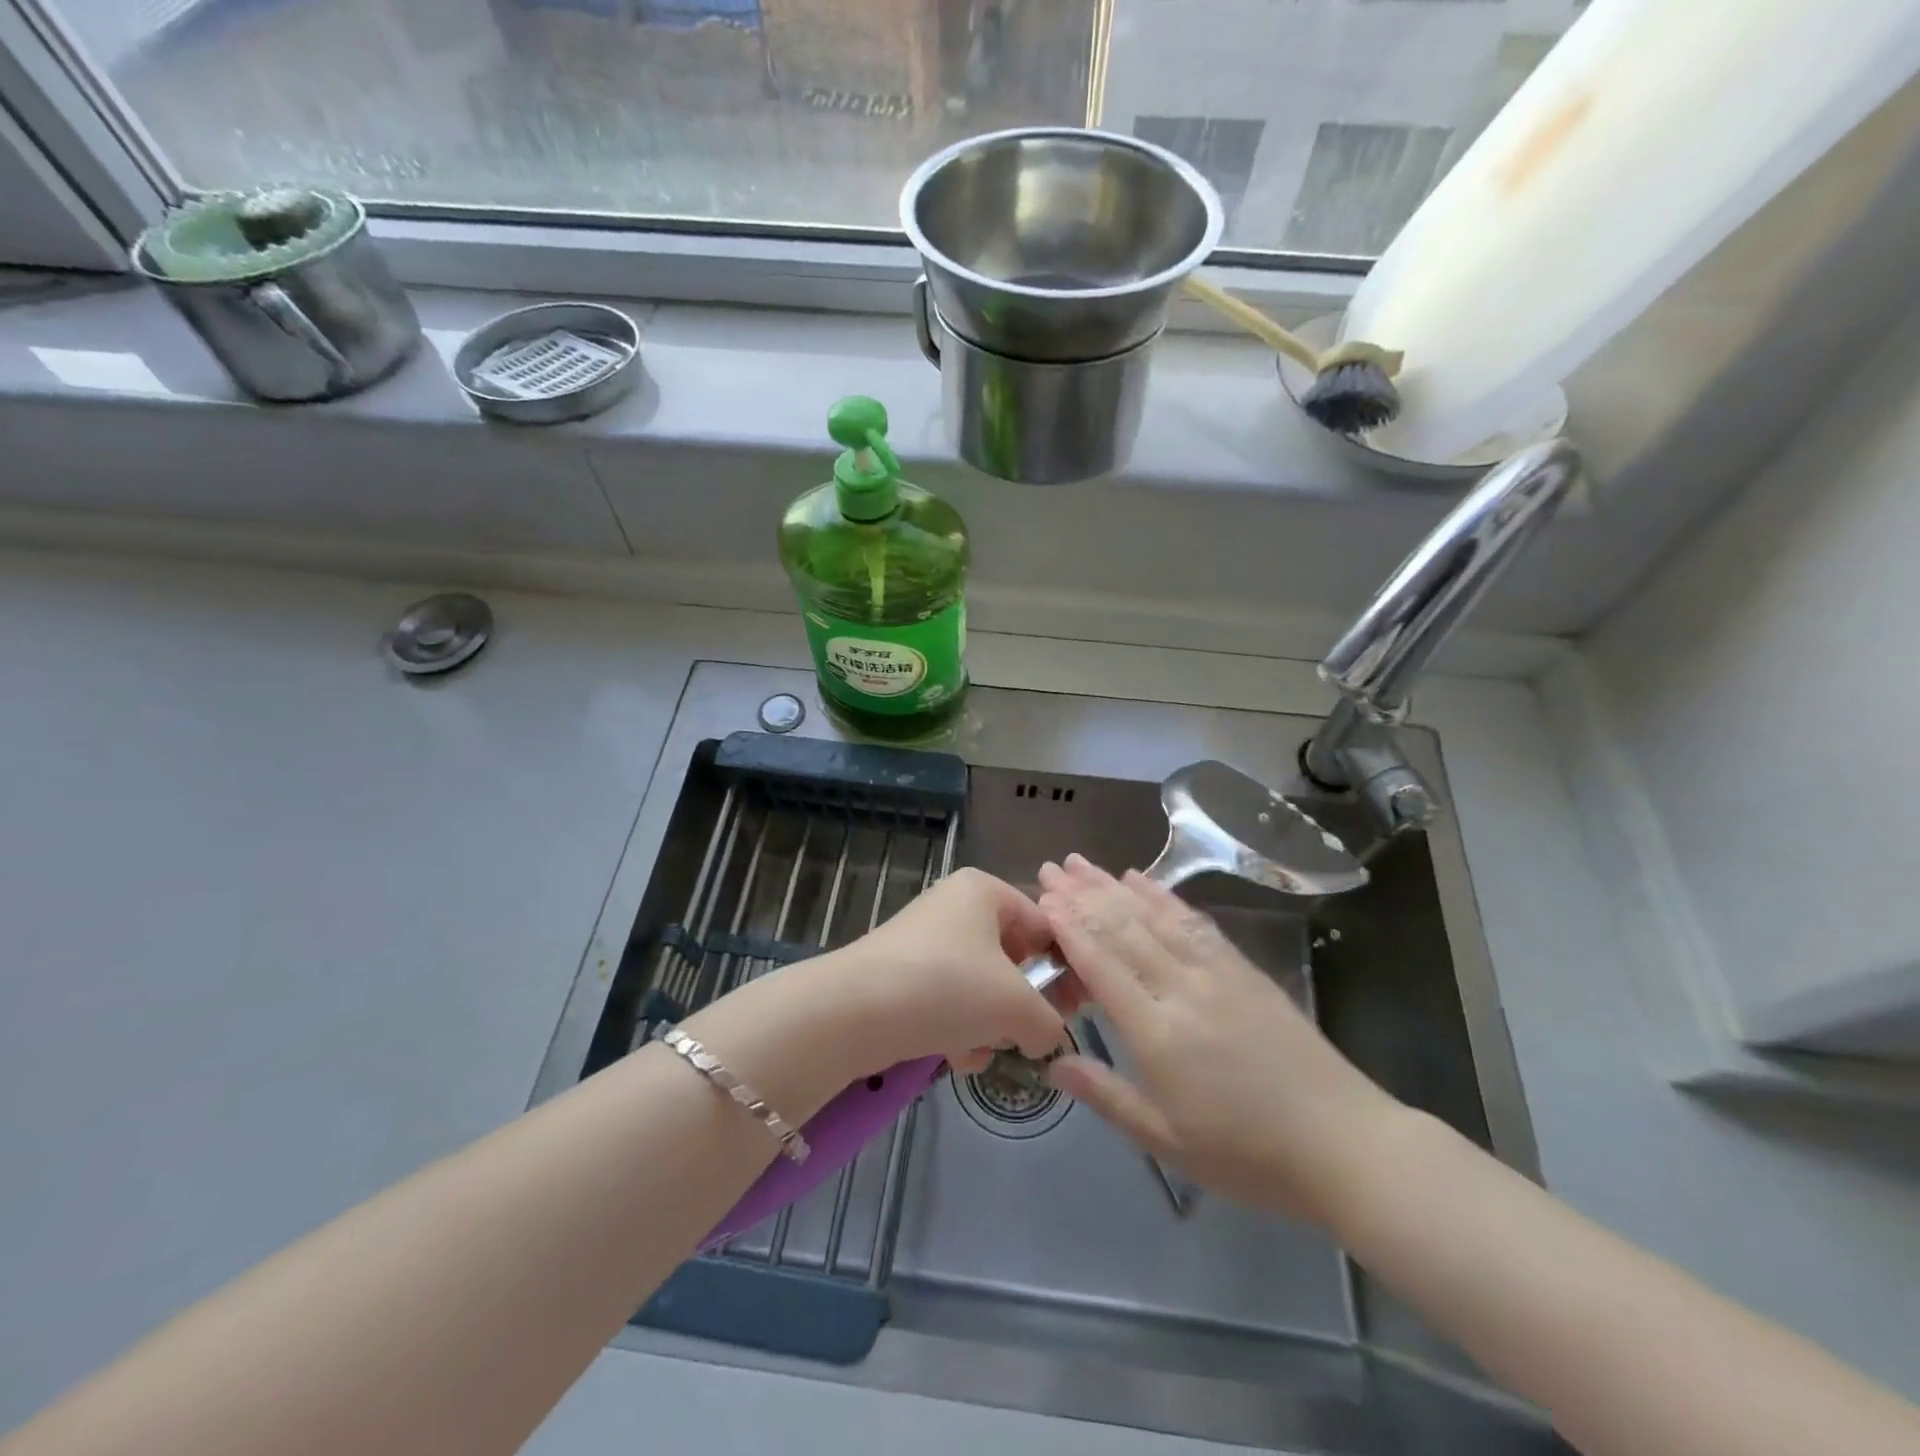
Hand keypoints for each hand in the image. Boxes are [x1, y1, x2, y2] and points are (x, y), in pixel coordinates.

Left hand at [824, 868, 1069, 1075]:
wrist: (853, 1011)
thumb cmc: (948, 987)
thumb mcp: (1016, 1006)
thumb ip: (1049, 1023)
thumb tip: (1046, 1038)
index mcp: (985, 890)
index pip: (1044, 925)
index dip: (1066, 969)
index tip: (1077, 1011)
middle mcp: (955, 905)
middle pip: (1012, 957)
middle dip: (1022, 1003)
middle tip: (1032, 1035)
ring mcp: (925, 938)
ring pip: (980, 984)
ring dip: (990, 1024)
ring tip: (983, 1049)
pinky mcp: (902, 972)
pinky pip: (948, 998)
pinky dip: (958, 1028)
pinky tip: (955, 1058)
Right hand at [1037, 855, 1401, 1222]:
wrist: (1343, 1143)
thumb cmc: (1247, 1154)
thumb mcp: (1168, 1141)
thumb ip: (1107, 1096)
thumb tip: (1054, 1063)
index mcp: (1159, 1033)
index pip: (1103, 964)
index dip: (1069, 927)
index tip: (1043, 897)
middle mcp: (1183, 988)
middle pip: (1123, 930)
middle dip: (1083, 894)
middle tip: (1051, 867)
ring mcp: (1217, 972)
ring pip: (1155, 917)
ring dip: (1114, 886)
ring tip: (1083, 863)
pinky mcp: (1243, 968)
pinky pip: (1194, 922)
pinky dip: (1163, 897)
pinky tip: (1142, 880)